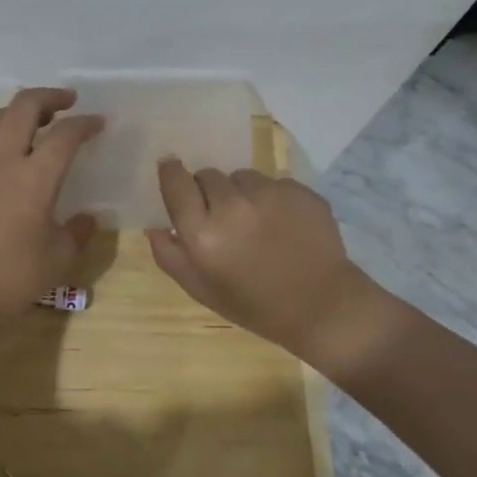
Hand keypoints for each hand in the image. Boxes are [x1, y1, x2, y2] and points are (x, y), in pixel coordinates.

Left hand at [0, 87, 103, 326]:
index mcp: (34, 178)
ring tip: (39, 120)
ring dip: (20, 110)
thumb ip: (79, 231)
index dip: (85, 124)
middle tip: (68, 102)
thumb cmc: (14, 278)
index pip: (64, 135)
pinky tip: (12, 155)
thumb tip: (87, 217)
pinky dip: (1, 134)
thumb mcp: (60, 258)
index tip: (98, 123)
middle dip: (49, 97)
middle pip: (23, 107)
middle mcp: (2, 162)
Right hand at [147, 160, 405, 376]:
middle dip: (208, 192)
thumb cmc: (254, 306)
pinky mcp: (299, 190)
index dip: (171, 173)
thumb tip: (154, 226)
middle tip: (222, 218)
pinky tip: (283, 225)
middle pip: (208, 175)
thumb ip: (170, 256)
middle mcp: (233, 206)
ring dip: (241, 192)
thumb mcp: (201, 291)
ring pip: (242, 177)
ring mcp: (269, 194)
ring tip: (256, 222)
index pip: (176, 182)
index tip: (172, 170)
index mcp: (203, 233)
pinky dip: (271, 198)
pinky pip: (273, 183)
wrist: (322, 306)